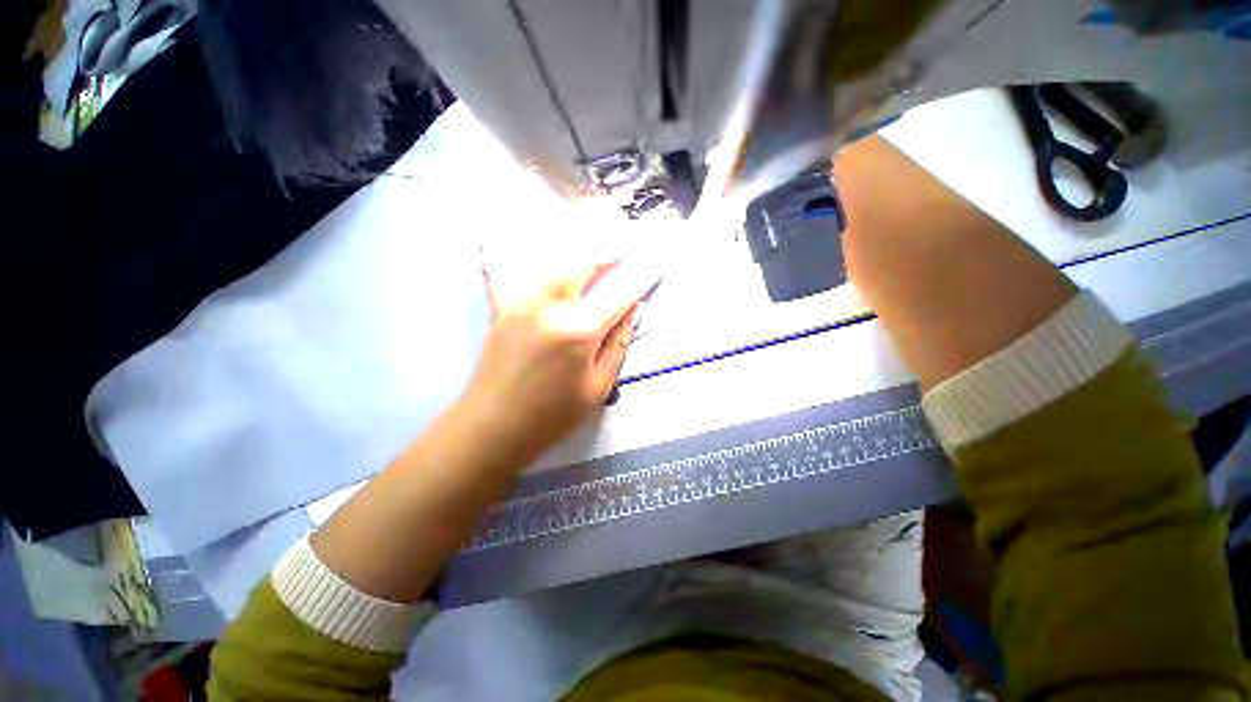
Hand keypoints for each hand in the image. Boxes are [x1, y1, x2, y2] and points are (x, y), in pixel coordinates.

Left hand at [458, 252, 651, 468]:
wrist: (492, 426)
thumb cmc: (552, 415)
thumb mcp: (598, 387)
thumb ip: (618, 344)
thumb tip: (632, 310)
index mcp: (578, 330)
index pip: (617, 292)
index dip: (638, 276)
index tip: (652, 265)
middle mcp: (549, 305)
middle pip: (582, 260)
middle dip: (605, 254)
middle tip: (620, 256)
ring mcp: (522, 301)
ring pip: (554, 260)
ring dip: (577, 256)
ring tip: (591, 263)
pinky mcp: (503, 306)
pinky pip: (522, 272)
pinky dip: (538, 264)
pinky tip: (544, 263)